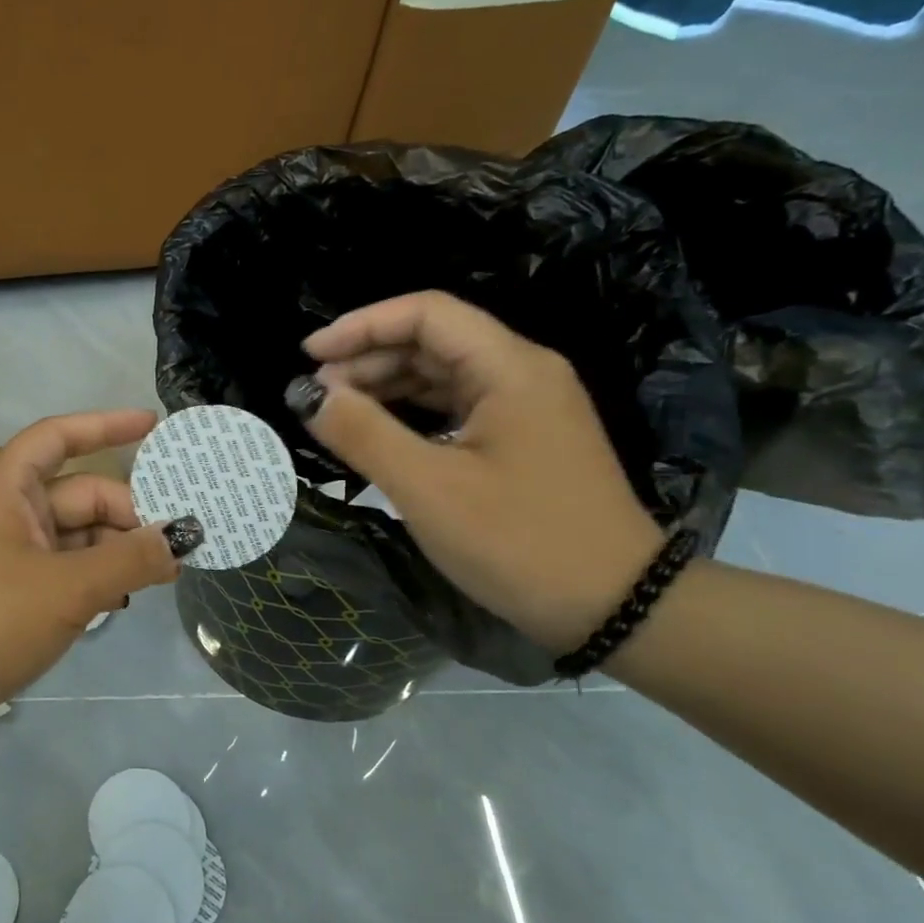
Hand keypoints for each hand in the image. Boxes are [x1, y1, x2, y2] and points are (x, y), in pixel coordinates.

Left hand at [0, 410, 194, 753]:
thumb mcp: (66, 587)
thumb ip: (129, 559)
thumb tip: (181, 538)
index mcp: (7, 488)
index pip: (60, 436)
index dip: (106, 425)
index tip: (154, 426)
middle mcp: (5, 512)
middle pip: (79, 495)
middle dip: (129, 513)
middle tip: (180, 542)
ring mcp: (4, 556)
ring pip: (73, 537)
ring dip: (115, 551)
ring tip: (162, 574)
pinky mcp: (5, 595)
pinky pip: (61, 572)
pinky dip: (92, 579)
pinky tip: (122, 599)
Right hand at [286, 292, 663, 652]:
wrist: (615, 608)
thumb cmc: (519, 542)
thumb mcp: (428, 488)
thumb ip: (363, 433)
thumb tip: (307, 394)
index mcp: (510, 368)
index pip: (427, 314)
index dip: (361, 326)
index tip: (308, 355)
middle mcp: (522, 373)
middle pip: (433, 341)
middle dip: (367, 359)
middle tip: (315, 396)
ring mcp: (526, 407)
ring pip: (442, 375)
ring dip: (385, 387)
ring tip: (335, 414)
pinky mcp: (522, 440)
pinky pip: (455, 408)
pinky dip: (410, 414)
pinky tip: (377, 435)